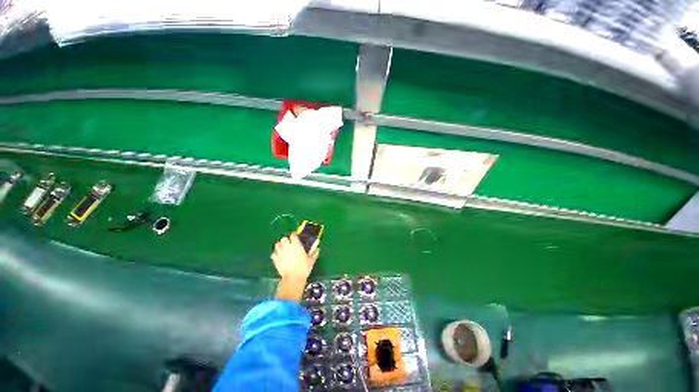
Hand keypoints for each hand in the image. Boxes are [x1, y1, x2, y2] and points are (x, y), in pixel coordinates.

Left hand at [272, 234, 319, 300]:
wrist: (293, 279)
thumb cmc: (304, 268)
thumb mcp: (311, 259)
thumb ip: (314, 252)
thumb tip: (317, 247)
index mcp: (296, 245)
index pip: (293, 235)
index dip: (294, 235)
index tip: (297, 237)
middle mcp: (287, 247)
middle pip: (284, 238)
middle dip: (286, 239)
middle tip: (290, 243)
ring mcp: (280, 253)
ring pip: (277, 244)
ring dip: (280, 245)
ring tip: (284, 247)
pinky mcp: (275, 260)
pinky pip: (273, 253)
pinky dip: (276, 253)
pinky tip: (279, 256)